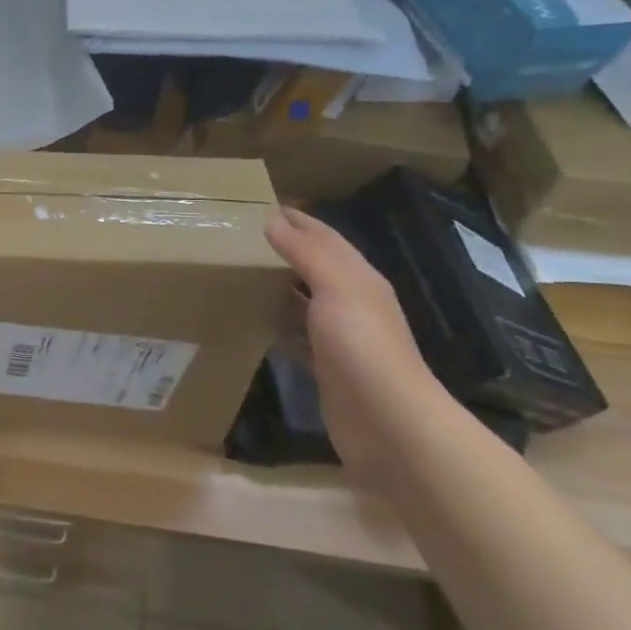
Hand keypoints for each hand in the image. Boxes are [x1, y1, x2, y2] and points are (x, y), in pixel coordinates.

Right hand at [264, 205, 452, 485]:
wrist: (387, 423)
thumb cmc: (362, 346)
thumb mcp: (336, 288)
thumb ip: (306, 252)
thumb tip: (274, 219)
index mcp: (359, 279)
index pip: (326, 238)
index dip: (298, 220)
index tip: (263, 206)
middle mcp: (352, 303)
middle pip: (316, 267)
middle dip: (286, 250)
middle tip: (244, 238)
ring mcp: (340, 338)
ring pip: (305, 301)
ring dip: (279, 287)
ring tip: (242, 274)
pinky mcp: (326, 368)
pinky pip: (298, 337)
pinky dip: (279, 325)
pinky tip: (256, 323)